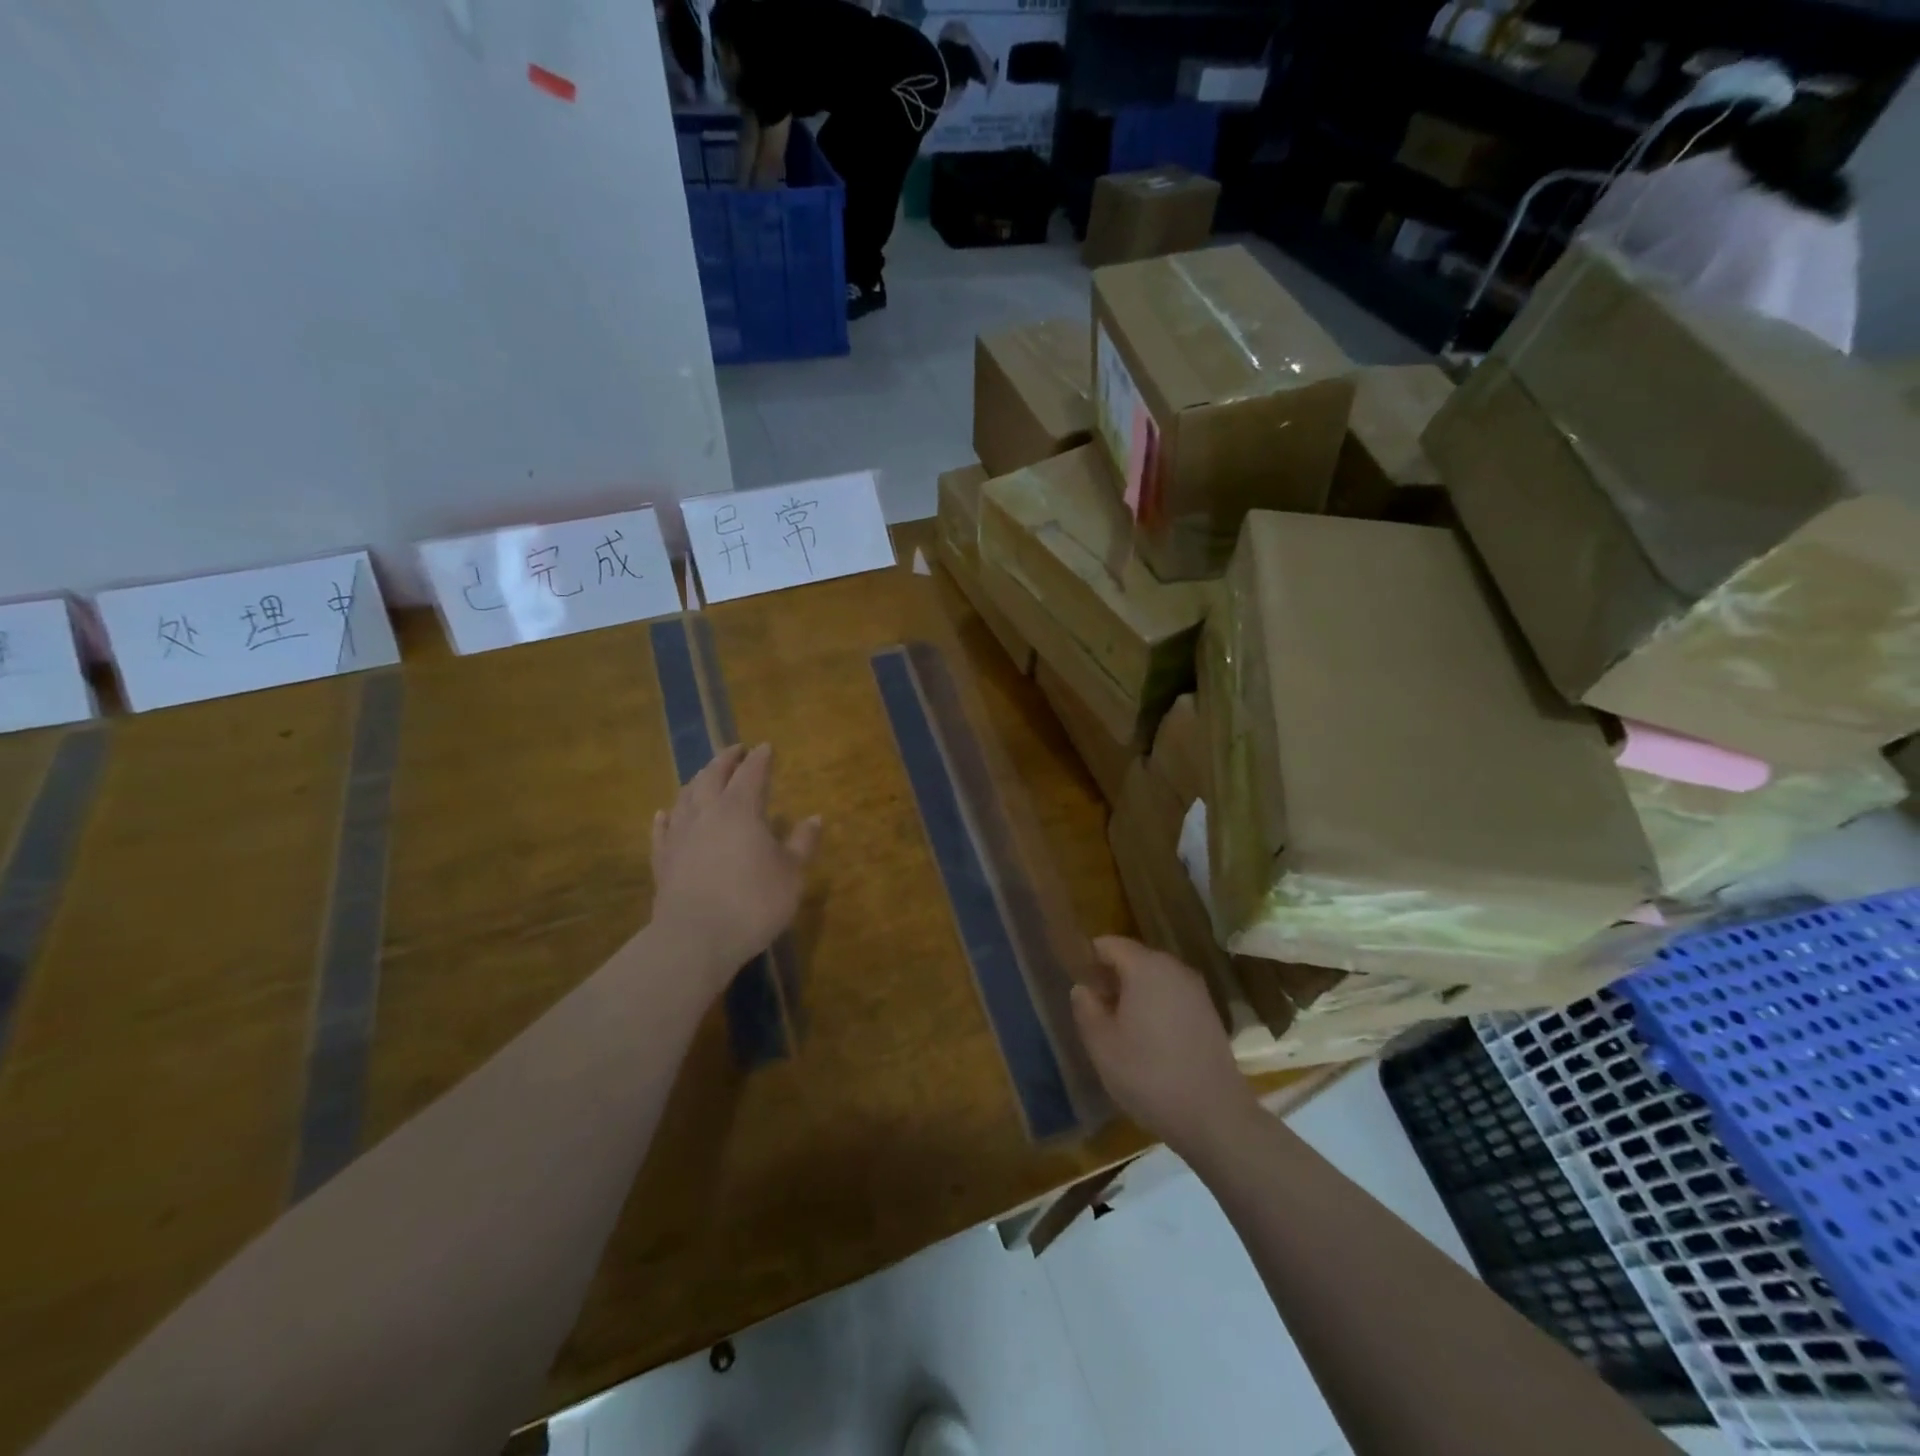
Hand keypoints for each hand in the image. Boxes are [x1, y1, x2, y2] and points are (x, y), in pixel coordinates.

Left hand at [650, 743, 821, 985]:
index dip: (760, 758)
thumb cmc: (753, 902)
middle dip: (726, 759)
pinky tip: (666, 812)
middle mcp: (706, 812)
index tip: (766, 746)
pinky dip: (667, 815)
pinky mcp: (662, 860)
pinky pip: (662, 828)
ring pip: (685, 796)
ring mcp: (679, 835)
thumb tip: (815, 817)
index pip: (752, 773)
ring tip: (705, 775)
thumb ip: (803, 843)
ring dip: (697, 780)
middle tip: (735, 749)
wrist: (695, 939)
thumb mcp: (792, 873)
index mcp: (740, 809)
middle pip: (713, 775)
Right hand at [1071, 936, 1256, 1152]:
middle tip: (1094, 1009)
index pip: (1109, 944)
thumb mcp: (1102, 1046)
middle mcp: (1174, 969)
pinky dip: (1156, 1006)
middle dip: (1112, 977)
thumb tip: (1082, 988)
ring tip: (1119, 1027)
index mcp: (1145, 967)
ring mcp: (1197, 990)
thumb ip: (1086, 1009)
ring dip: (1135, 993)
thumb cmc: (1149, 1075)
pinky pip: (1173, 996)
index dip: (1089, 960)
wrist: (1215, 1116)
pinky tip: (1149, 1040)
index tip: (1078, 985)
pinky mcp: (1210, 1013)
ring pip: (1155, 978)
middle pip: (1134, 958)